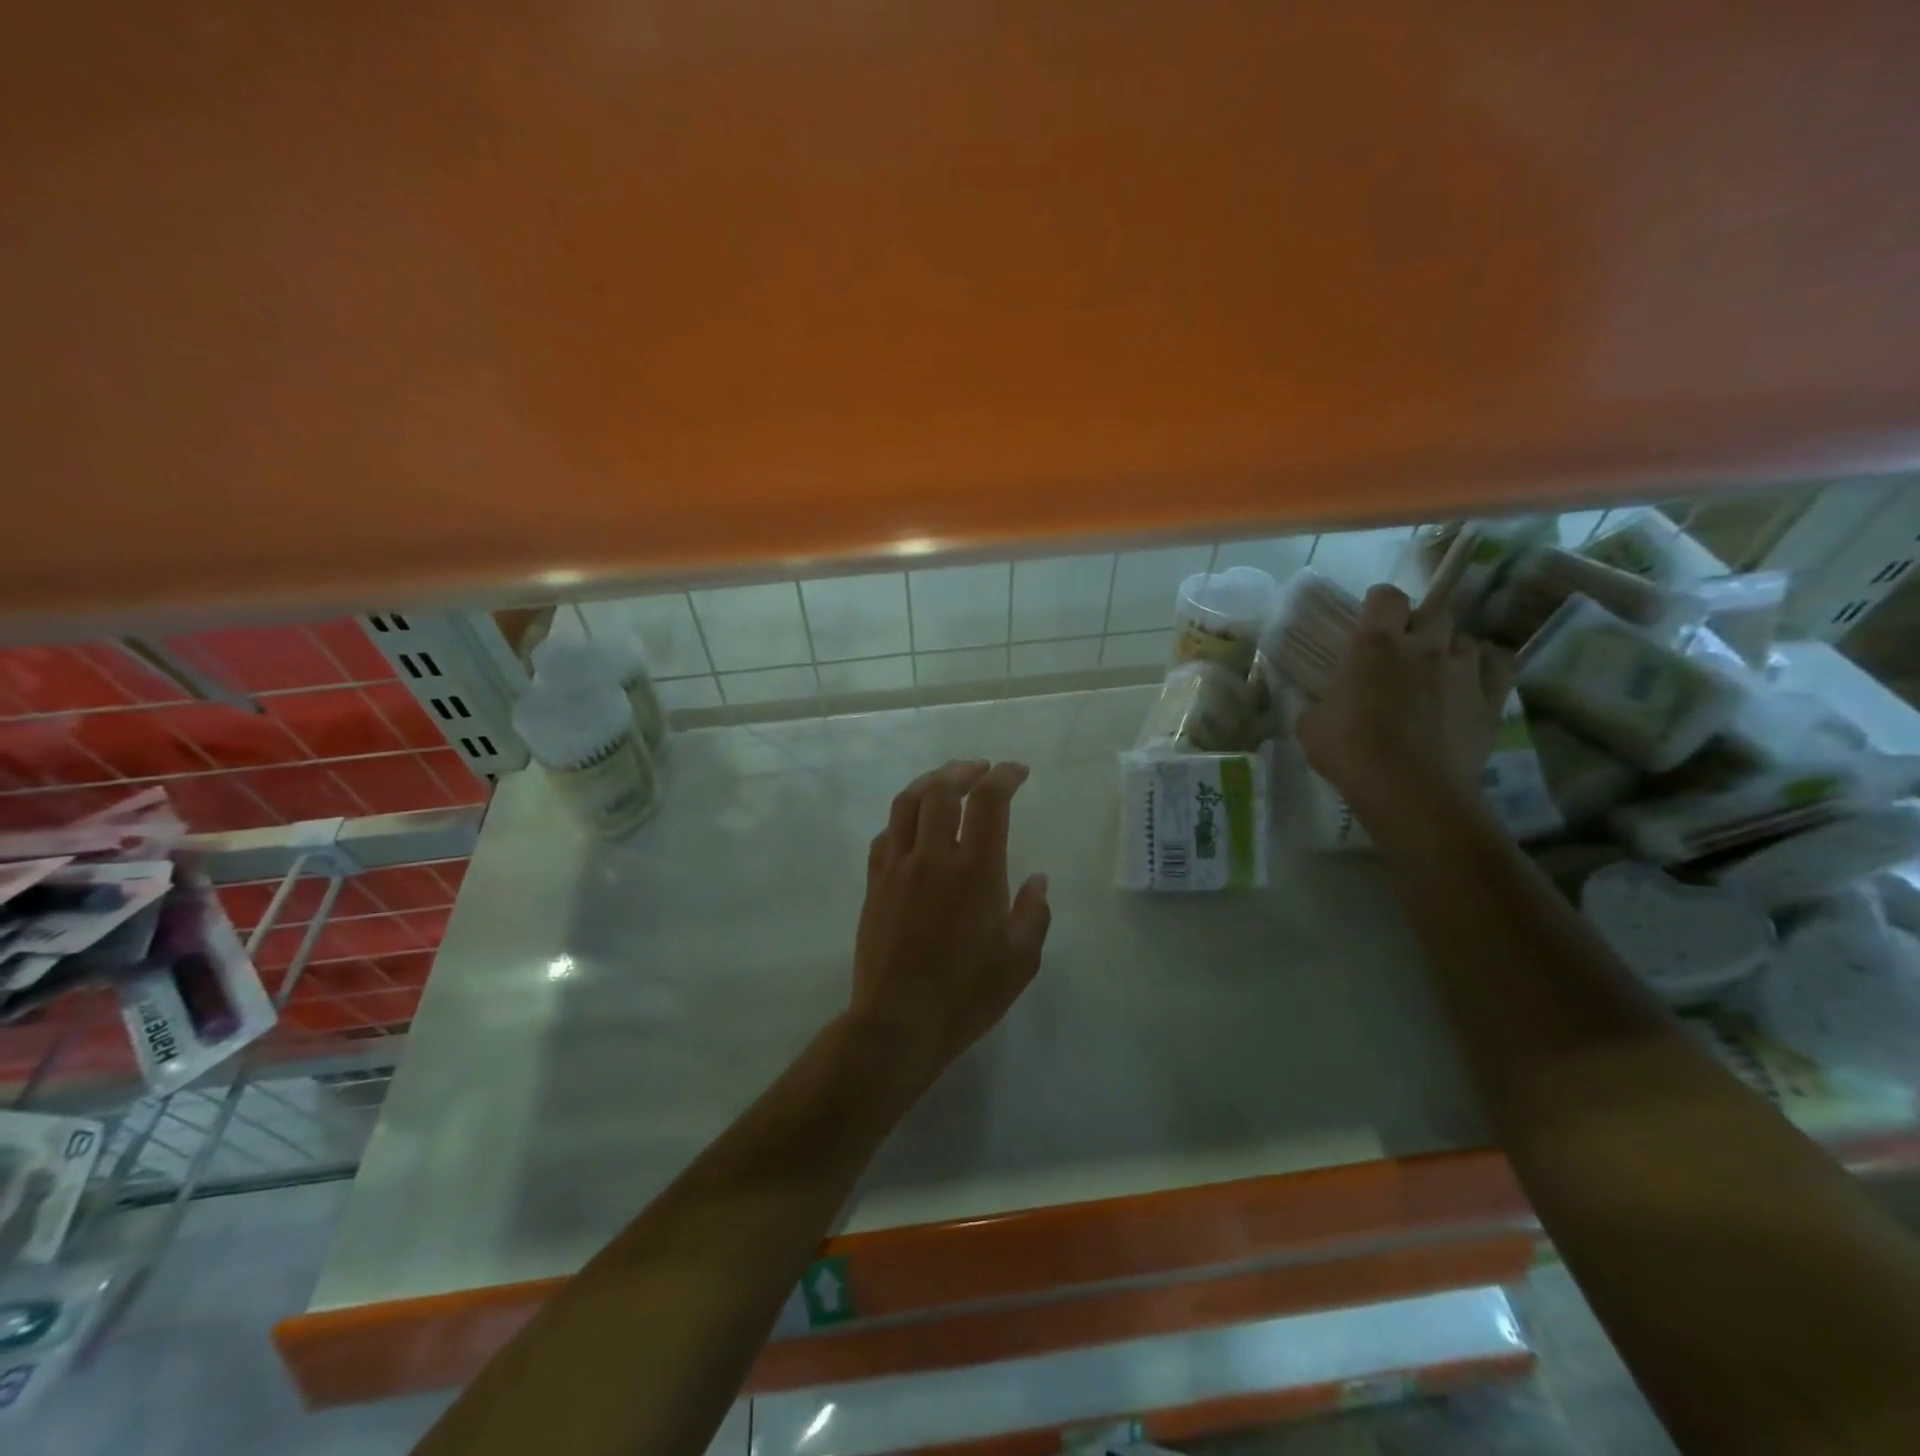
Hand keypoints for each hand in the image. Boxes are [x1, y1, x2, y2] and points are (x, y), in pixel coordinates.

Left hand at [849, 760, 1051, 1079]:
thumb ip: (1033, 913)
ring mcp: (897, 868)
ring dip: (929, 782)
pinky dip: (903, 819)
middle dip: (964, 770)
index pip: (988, 801)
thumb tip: (1037, 880)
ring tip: (945, 780)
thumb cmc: (966, 994)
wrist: (898, 1022)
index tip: (1017, 771)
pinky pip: (886, 836)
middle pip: (942, 789)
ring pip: (907, 803)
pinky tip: (912, 826)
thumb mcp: (1020, 960)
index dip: (1004, 776)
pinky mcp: (874, 884)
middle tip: (980, 769)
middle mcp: (932, 856)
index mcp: (975, 869)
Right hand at [1297, 585, 1510, 826]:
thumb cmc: (1349, 750)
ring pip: (1466, 639)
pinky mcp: (1491, 699)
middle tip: (1405, 645)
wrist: (1408, 789)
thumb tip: (1324, 703)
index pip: (1386, 597)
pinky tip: (1473, 678)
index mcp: (1374, 645)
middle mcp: (1424, 646)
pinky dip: (1487, 666)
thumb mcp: (1311, 724)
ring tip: (1439, 667)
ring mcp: (1463, 671)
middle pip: (1434, 610)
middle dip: (1420, 622)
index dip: (1379, 602)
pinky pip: (1499, 665)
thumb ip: (1321, 702)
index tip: (1371, 616)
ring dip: (1451, 647)